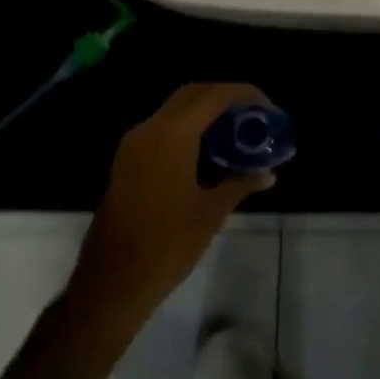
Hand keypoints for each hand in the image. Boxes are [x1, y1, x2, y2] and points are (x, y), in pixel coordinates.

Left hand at [75, 83, 277, 312]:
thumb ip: (240, 184)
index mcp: (172, 135)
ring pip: (175, 109)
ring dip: (205, 112)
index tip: (267, 107)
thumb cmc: (166, 246)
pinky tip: (207, 150)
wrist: (111, 284)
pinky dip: (187, 127)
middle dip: (224, 97)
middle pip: (193, 93)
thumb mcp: (210, 213)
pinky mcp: (127, 160)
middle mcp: (150, 129)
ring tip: (234, 131)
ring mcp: (134, 144)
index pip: (214, 96)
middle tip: (252, 115)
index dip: (244, 94)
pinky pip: (162, 127)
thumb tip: (269, 174)